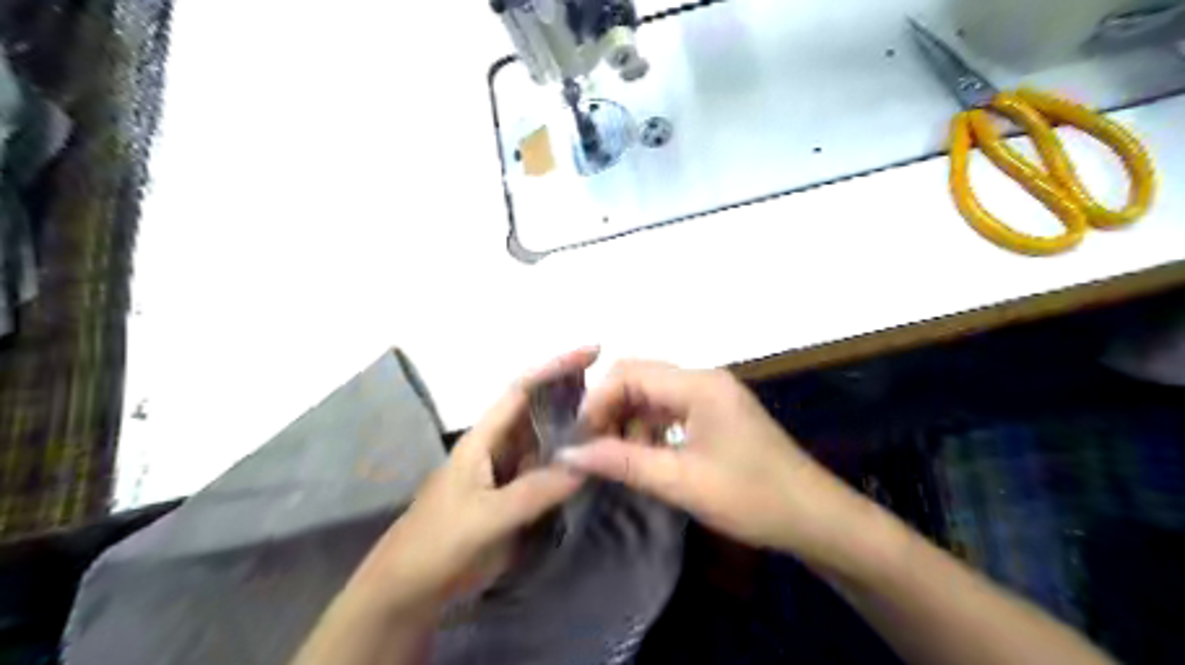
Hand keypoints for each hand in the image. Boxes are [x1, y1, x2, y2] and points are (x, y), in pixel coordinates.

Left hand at [347, 352, 598, 616]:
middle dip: (574, 396)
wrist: (410, 589)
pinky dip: (571, 464)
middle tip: (620, 393)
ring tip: (617, 422)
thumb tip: (587, 463)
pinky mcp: (515, 498)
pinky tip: (595, 463)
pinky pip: (548, 472)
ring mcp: (508, 473)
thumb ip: (536, 490)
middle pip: (540, 411)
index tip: (594, 353)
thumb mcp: (487, 516)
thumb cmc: (439, 542)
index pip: (522, 390)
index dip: (556, 367)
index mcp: (484, 438)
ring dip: (576, 430)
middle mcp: (499, 446)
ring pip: (547, 442)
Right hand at [560, 359, 868, 561]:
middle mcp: (703, 378)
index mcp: (698, 384)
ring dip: (628, 420)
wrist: (814, 517)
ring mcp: (711, 394)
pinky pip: (669, 409)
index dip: (596, 401)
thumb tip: (568, 453)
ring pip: (652, 394)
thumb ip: (622, 462)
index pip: (629, 373)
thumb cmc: (752, 498)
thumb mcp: (681, 482)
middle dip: (609, 408)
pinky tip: (643, 456)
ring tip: (616, 458)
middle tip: (590, 447)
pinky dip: (649, 428)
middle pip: (639, 378)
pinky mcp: (716, 413)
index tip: (577, 439)